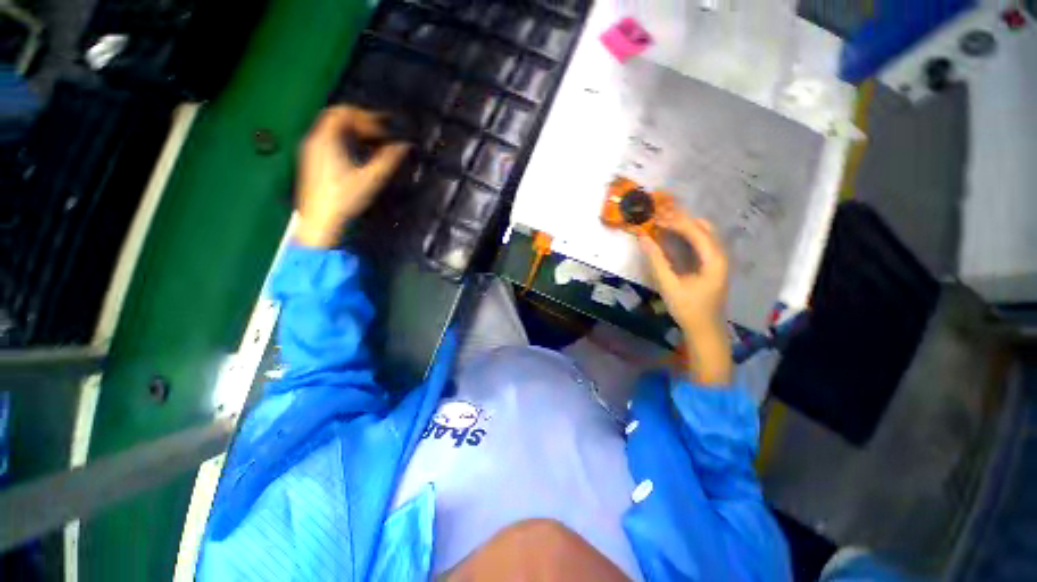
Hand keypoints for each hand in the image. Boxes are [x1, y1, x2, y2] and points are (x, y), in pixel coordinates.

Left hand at [294, 106, 409, 247]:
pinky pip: (329, 140)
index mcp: (326, 140)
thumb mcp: (370, 179)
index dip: (366, 117)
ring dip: (354, 132)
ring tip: (373, 144)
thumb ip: (388, 160)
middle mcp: (315, 140)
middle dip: (360, 121)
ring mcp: (311, 150)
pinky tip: (359, 155)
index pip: (344, 112)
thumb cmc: (344, 199)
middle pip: (337, 117)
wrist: (320, 221)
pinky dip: (346, 141)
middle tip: (380, 133)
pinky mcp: (312, 160)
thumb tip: (404, 146)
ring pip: (333, 129)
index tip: (384, 130)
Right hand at [640, 209, 732, 385]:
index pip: (695, 230)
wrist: (705, 330)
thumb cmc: (688, 309)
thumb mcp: (669, 285)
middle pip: (702, 227)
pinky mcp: (712, 265)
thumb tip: (643, 238)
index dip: (674, 221)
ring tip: (662, 222)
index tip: (654, 216)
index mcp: (714, 259)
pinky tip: (672, 236)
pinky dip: (686, 235)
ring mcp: (718, 260)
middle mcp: (720, 255)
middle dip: (680, 218)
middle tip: (658, 215)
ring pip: (703, 233)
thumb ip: (656, 260)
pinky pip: (701, 242)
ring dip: (684, 225)